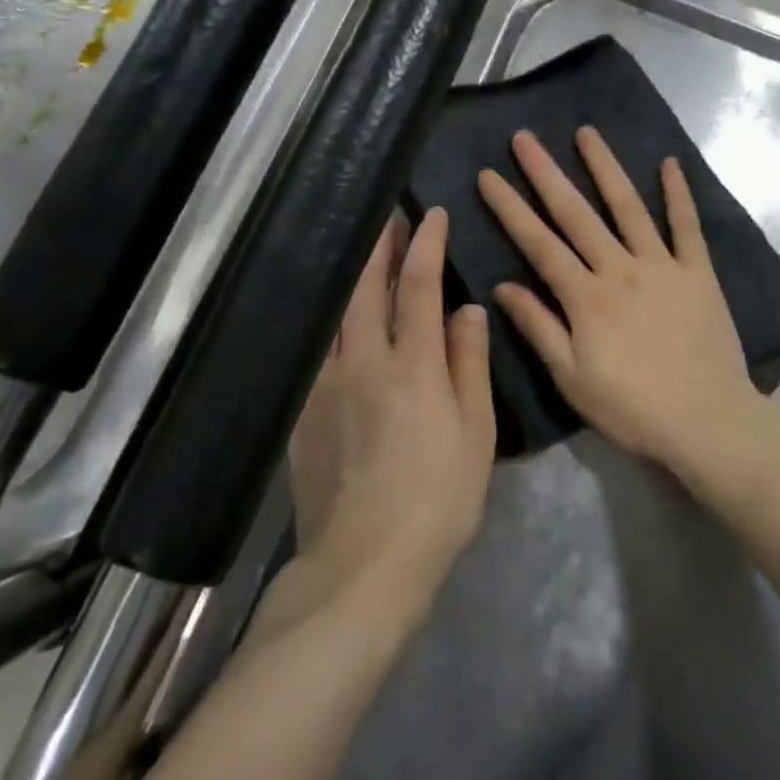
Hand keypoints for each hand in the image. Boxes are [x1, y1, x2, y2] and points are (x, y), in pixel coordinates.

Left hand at [285, 208, 495, 612]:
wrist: (365, 564)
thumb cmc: (439, 498)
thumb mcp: (475, 432)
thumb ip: (469, 364)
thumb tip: (468, 309)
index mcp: (412, 366)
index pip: (418, 287)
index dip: (426, 246)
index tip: (431, 215)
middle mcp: (363, 363)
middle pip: (366, 290)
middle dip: (379, 248)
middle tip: (387, 219)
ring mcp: (326, 387)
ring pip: (335, 316)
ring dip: (352, 279)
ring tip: (363, 258)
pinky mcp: (303, 413)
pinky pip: (318, 352)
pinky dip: (331, 324)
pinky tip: (337, 324)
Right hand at [477, 126, 756, 479]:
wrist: (708, 421)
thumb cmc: (633, 408)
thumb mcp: (572, 379)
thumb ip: (538, 328)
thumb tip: (502, 286)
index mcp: (586, 297)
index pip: (539, 244)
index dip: (510, 209)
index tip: (487, 175)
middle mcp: (621, 269)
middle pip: (576, 214)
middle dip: (546, 173)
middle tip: (524, 138)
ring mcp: (663, 265)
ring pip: (629, 207)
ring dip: (606, 168)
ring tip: (586, 133)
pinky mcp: (699, 272)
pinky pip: (687, 226)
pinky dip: (678, 194)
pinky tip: (669, 163)